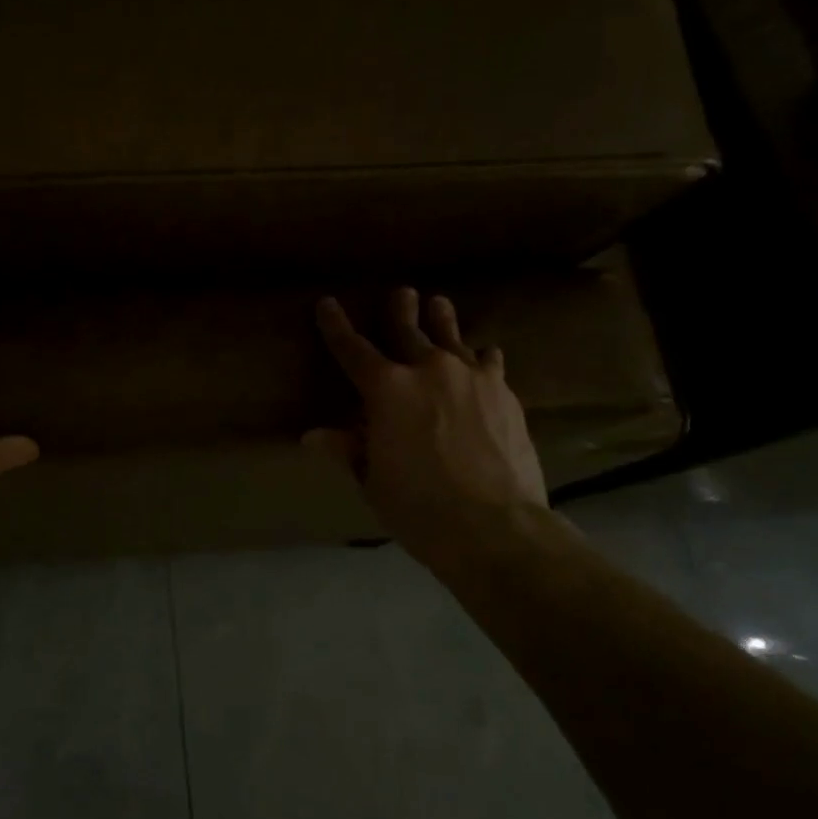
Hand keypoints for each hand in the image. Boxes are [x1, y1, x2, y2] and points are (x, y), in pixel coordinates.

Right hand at [307, 288, 548, 571]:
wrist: (495, 525)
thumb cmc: (418, 507)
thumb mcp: (373, 480)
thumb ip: (348, 449)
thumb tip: (313, 436)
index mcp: (386, 389)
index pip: (352, 349)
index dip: (336, 326)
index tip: (328, 304)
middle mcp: (428, 370)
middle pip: (408, 330)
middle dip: (400, 310)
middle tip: (401, 292)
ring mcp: (471, 377)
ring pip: (452, 338)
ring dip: (442, 319)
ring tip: (439, 303)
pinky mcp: (504, 393)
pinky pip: (489, 363)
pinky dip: (481, 357)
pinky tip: (485, 354)